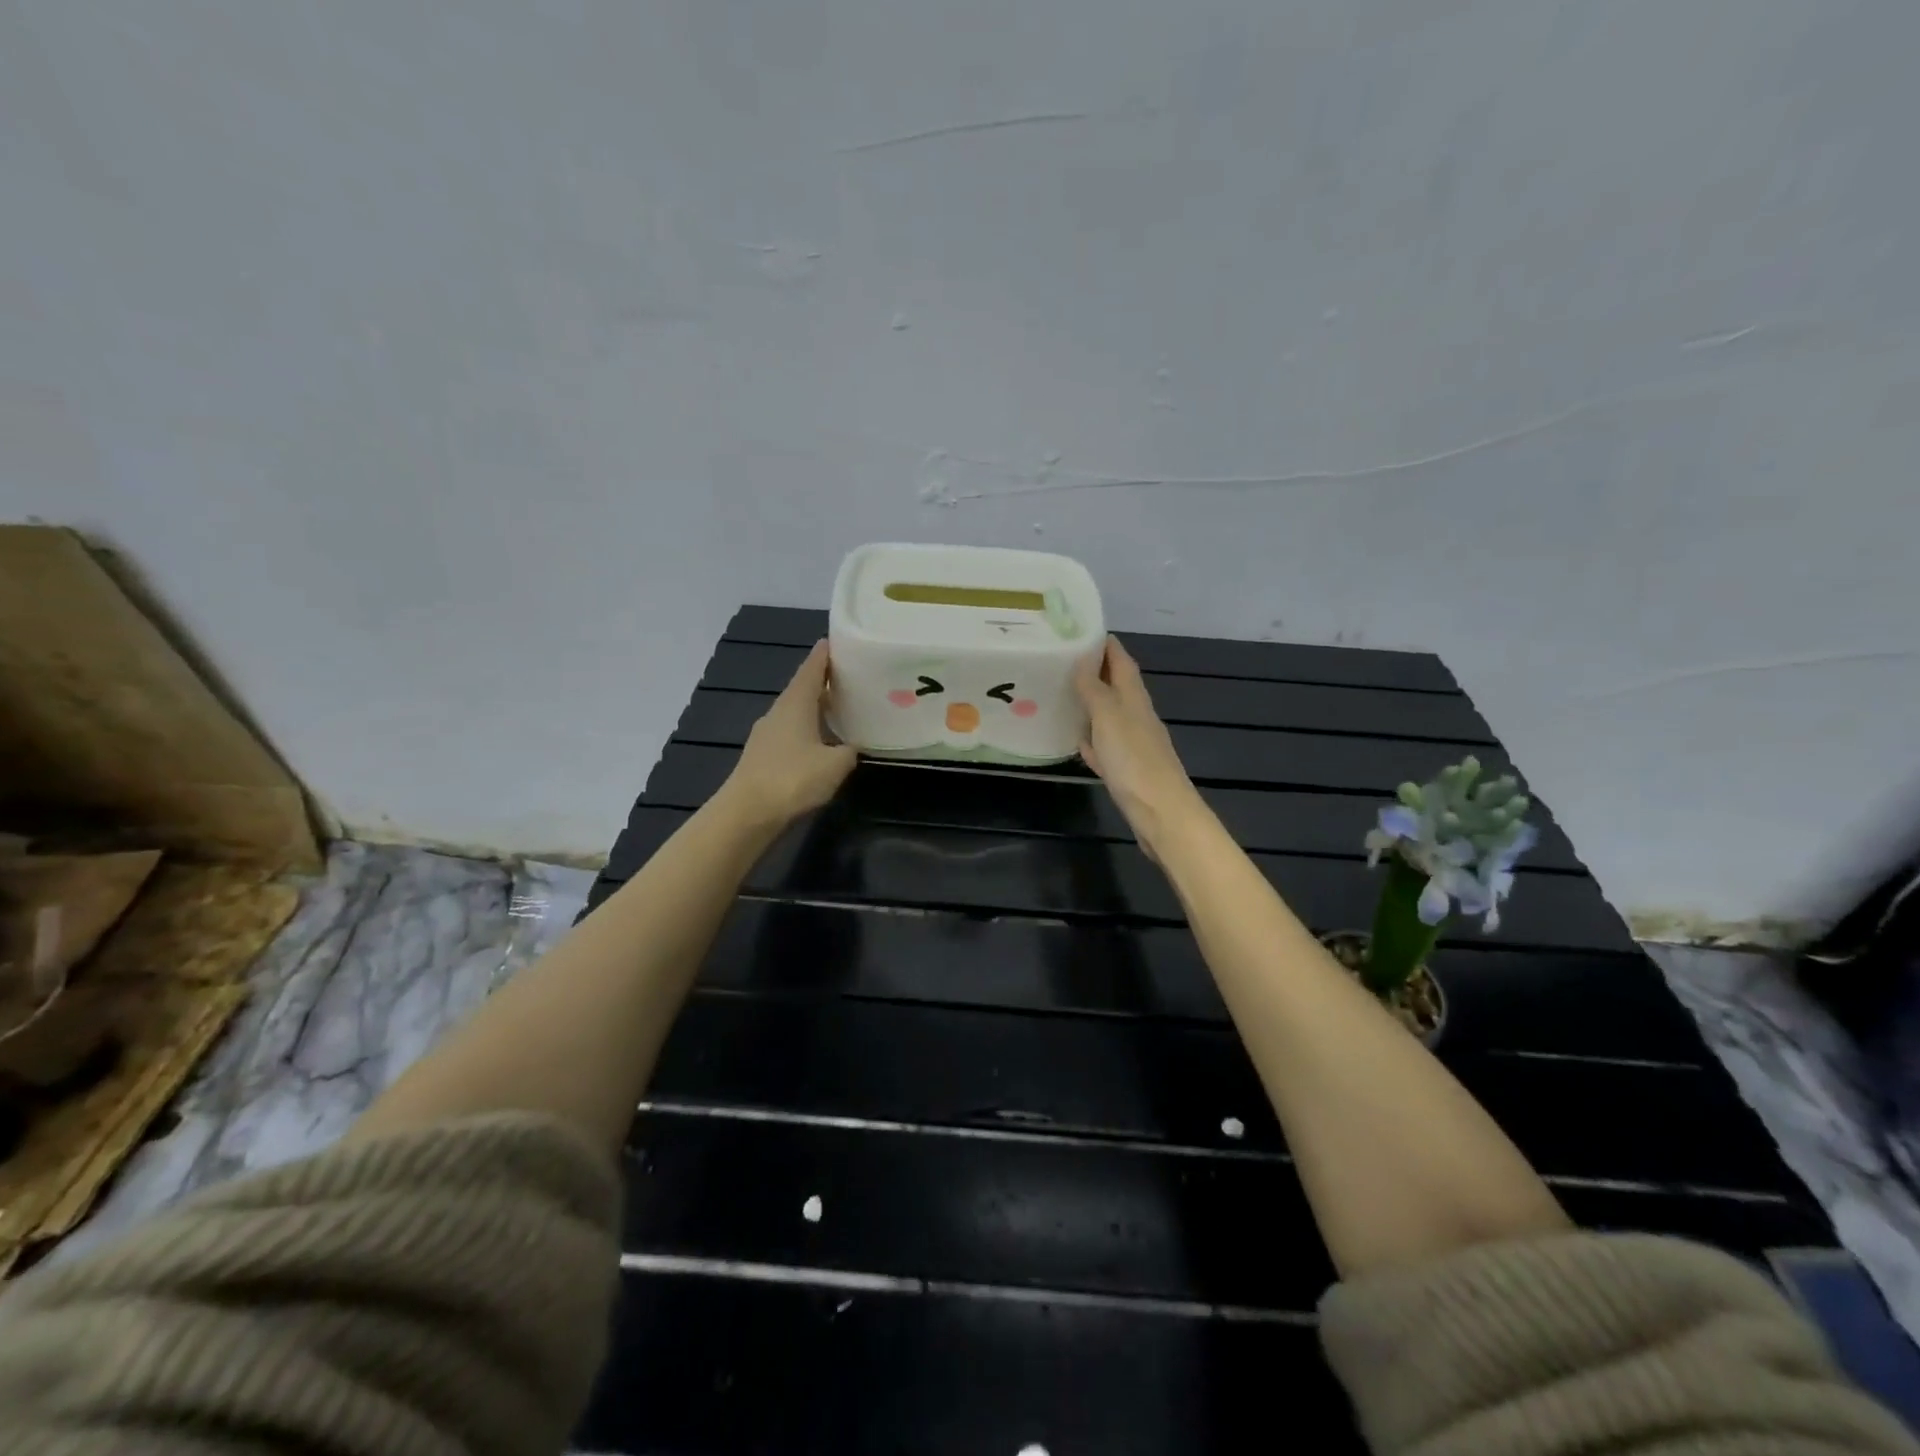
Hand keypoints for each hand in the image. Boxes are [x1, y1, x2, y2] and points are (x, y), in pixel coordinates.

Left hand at [721, 641, 857, 828]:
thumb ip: (849, 751)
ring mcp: (767, 733)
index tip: (839, 641)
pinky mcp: (763, 755)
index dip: (826, 654)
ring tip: (840, 706)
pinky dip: (807, 728)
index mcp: (796, 703)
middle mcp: (779, 711)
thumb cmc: (793, 779)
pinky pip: (790, 731)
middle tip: (851, 676)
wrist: (747, 813)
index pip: (812, 668)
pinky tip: (820, 740)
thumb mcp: (835, 765)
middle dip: (825, 680)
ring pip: (796, 710)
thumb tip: (854, 746)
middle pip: (803, 687)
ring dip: (815, 706)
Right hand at [1075, 636, 1204, 859]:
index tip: (1082, 630)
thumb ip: (1094, 689)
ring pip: (1110, 716)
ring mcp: (1134, 745)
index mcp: (1134, 698)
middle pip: (1116, 686)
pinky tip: (1078, 741)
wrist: (1162, 814)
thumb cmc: (1134, 760)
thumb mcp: (1109, 717)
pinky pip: (1106, 747)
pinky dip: (1093, 739)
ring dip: (1091, 704)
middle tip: (1063, 661)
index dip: (1105, 644)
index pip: (1121, 661)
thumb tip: (1083, 658)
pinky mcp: (1128, 771)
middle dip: (1095, 671)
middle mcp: (1137, 716)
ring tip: (1063, 694)